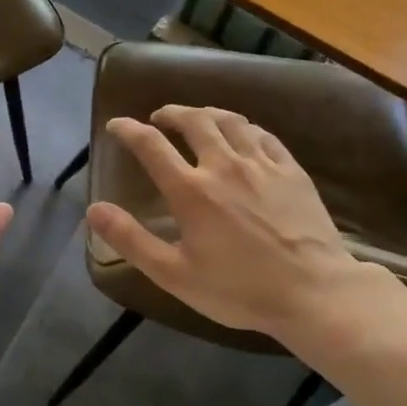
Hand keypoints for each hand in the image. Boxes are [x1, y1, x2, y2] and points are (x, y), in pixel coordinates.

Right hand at [86, 106, 389, 342]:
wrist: (312, 292)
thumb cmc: (238, 289)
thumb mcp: (174, 274)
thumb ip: (131, 240)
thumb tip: (94, 210)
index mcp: (191, 191)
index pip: (151, 146)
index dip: (129, 130)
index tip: (117, 125)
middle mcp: (224, 166)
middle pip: (194, 121)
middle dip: (171, 113)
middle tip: (159, 117)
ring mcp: (262, 165)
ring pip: (231, 121)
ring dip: (207, 114)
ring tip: (198, 118)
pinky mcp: (292, 171)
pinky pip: (264, 135)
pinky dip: (244, 127)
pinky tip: (243, 135)